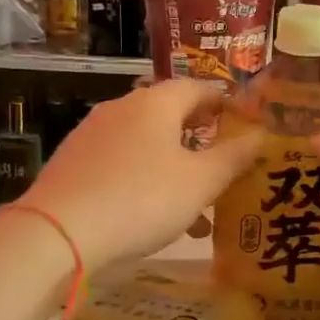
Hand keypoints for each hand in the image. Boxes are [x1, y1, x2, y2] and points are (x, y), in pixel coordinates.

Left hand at [19, 79, 261, 273]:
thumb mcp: (200, 182)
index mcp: (155, 103)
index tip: (241, 120)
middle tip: (222, 162)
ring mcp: (92, 135)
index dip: (223, 102)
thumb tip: (262, 135)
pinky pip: (121, 164)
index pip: (197, 87)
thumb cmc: (141, 199)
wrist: (58, 232)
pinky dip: (145, 181)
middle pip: (169, 115)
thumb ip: (234, 157)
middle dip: (199, 140)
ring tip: (196, 208)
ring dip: (174, 168)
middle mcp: (121, 109)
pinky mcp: (73, 163)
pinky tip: (154, 217)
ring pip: (146, 145)